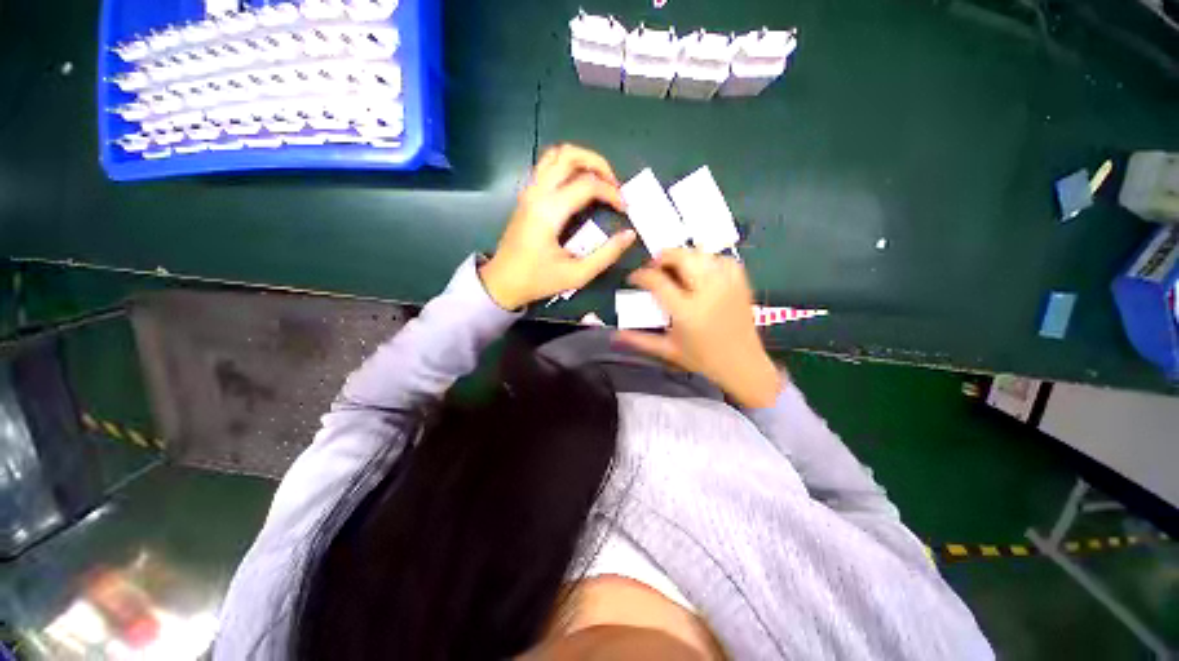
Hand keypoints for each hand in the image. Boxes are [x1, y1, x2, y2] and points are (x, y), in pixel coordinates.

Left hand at [479, 144, 636, 309]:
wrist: (503, 282)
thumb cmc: (539, 280)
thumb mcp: (577, 274)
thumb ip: (606, 254)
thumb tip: (629, 235)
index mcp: (549, 211)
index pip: (588, 185)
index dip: (612, 193)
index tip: (624, 209)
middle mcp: (537, 192)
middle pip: (570, 155)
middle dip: (599, 164)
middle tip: (614, 186)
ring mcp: (529, 191)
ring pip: (556, 154)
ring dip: (582, 160)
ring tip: (599, 181)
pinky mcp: (527, 195)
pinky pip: (548, 165)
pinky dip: (568, 166)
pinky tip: (580, 186)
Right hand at [615, 249, 782, 407]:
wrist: (743, 365)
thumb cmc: (702, 359)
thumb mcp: (667, 350)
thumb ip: (639, 340)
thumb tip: (614, 334)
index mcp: (686, 311)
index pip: (657, 280)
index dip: (641, 275)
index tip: (634, 278)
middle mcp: (707, 292)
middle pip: (682, 257)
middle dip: (662, 257)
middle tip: (654, 267)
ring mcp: (727, 285)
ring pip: (702, 254)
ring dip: (684, 256)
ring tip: (675, 268)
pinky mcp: (741, 283)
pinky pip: (723, 259)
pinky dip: (708, 259)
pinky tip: (701, 270)